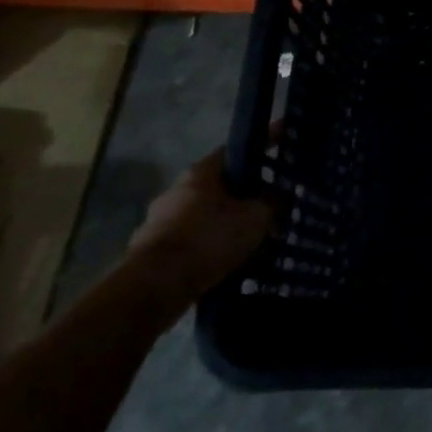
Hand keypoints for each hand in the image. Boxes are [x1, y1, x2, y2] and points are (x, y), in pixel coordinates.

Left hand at [127, 149, 271, 307]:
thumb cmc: (209, 240)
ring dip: (224, 222)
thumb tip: (280, 195)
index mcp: (200, 173)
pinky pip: (190, 240)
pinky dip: (208, 246)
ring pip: (203, 215)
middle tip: (269, 204)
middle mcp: (175, 190)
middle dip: (243, 193)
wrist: (155, 286)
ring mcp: (158, 221)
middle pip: (219, 185)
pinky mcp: (151, 250)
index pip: (235, 150)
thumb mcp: (256, 218)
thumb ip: (272, 203)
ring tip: (250, 239)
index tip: (281, 145)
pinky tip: (226, 260)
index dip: (261, 147)